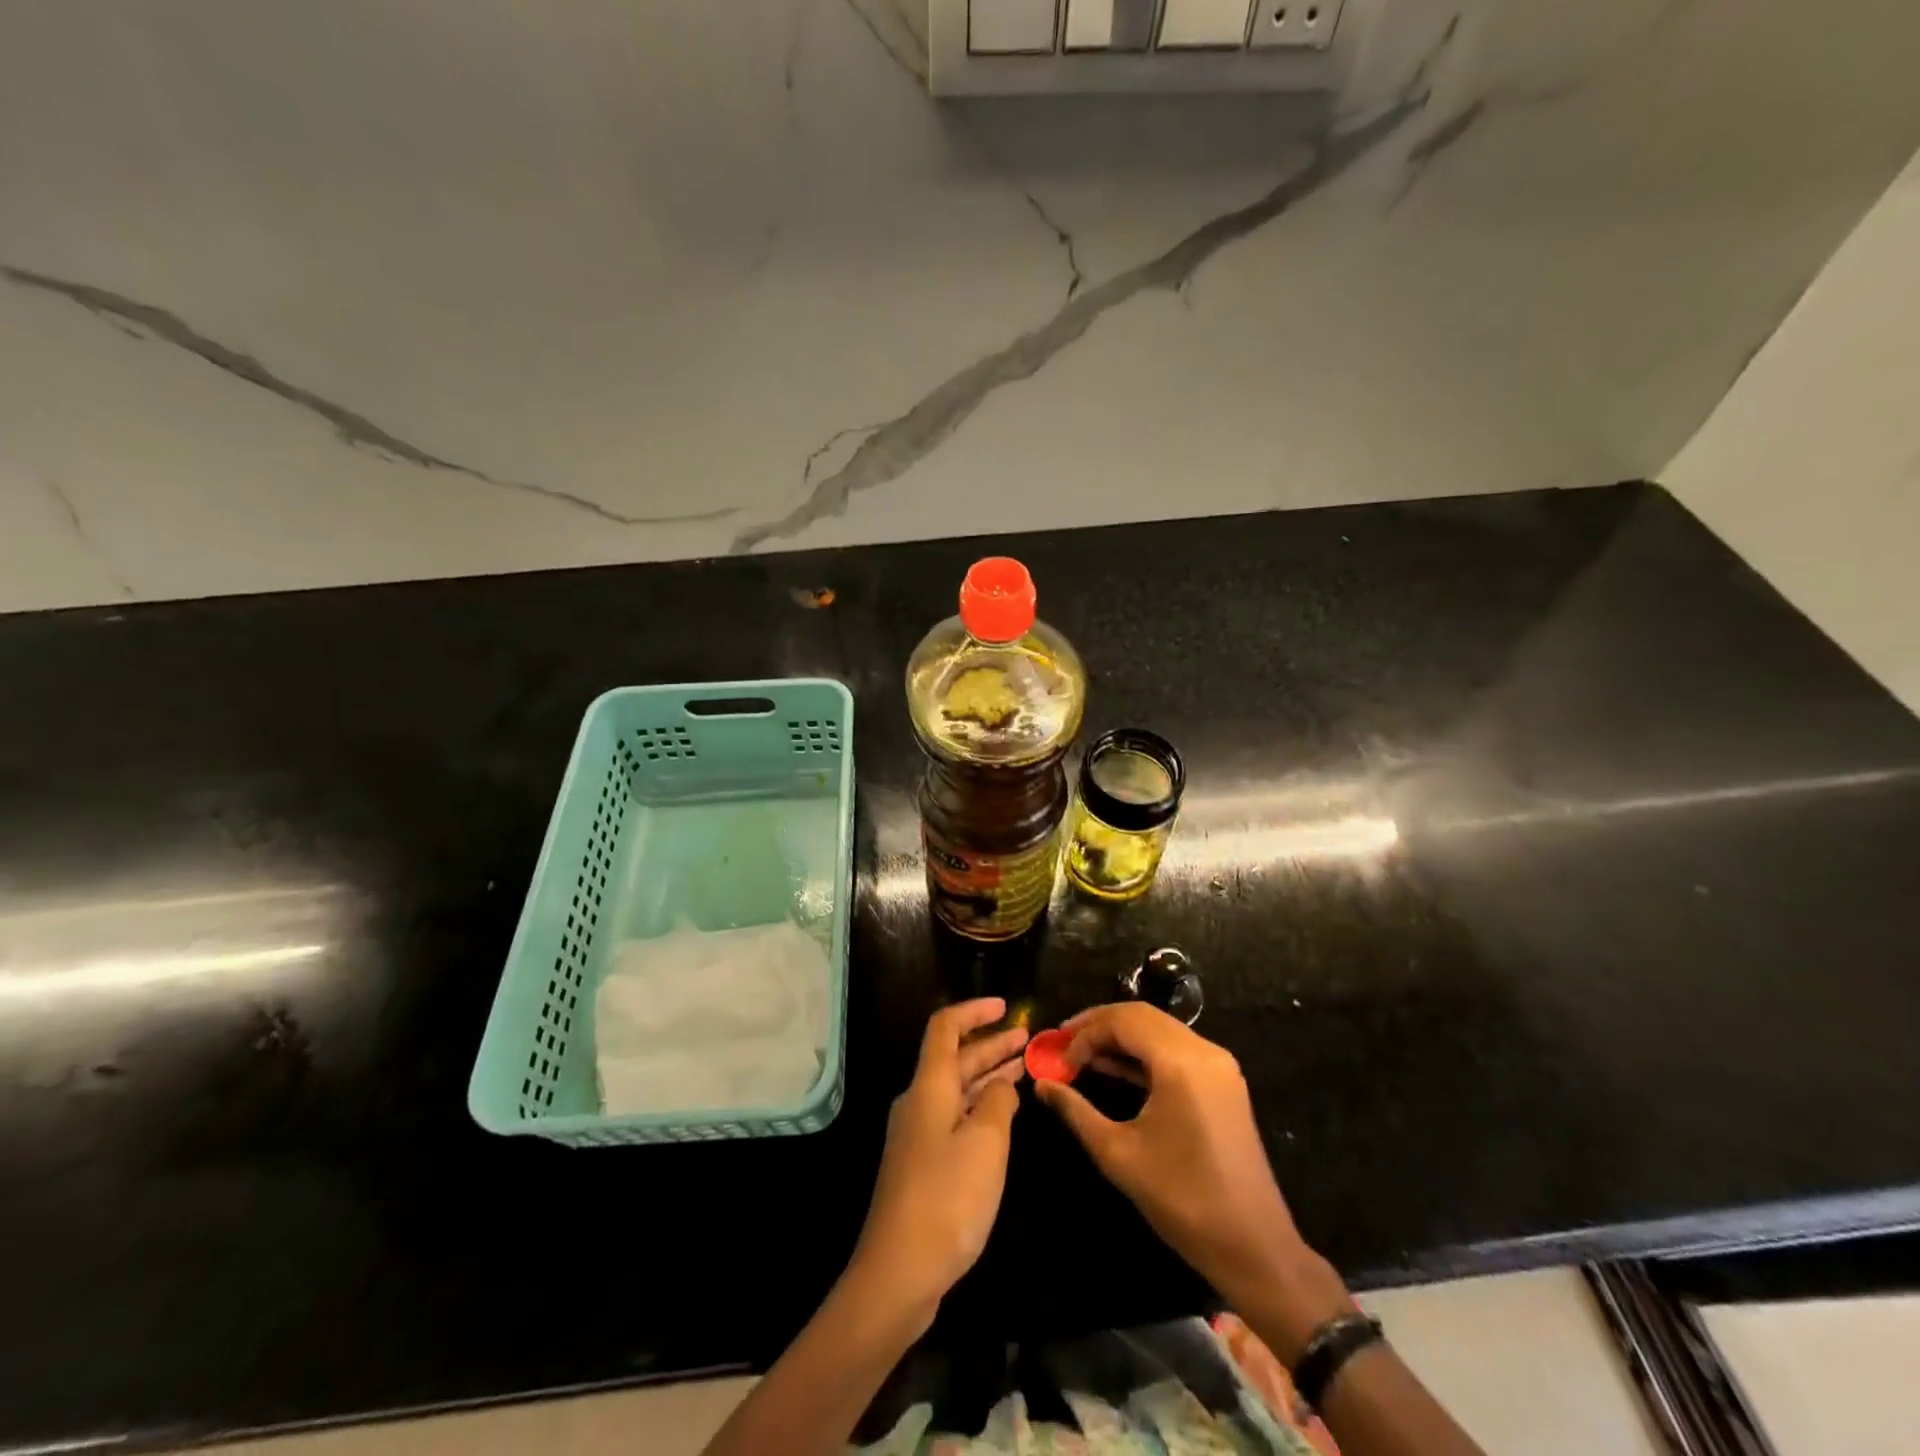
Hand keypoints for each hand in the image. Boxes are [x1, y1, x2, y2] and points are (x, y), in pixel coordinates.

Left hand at [850, 998, 1027, 1322]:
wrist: (899, 1271)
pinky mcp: (922, 1164)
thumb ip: (998, 1103)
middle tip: (1027, 1038)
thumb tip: (1000, 1087)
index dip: (974, 1011)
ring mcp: (918, 1134)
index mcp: (930, 1086)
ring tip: (1022, 1067)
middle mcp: (919, 1102)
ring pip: (956, 1090)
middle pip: (954, 1059)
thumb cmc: (947, 1196)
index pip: (946, 1028)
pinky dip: (980, 1106)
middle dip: (990, 1045)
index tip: (1005, 1006)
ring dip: (988, 1075)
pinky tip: (1002, 1115)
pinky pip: (955, 1117)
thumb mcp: (986, 1142)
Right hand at [1035, 1003, 1347, 1351]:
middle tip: (1064, 1043)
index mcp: (1181, 1062)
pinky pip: (1176, 1050)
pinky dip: (1144, 1053)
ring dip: (1121, 1037)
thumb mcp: (1118, 1154)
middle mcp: (1204, 1051)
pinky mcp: (1223, 1082)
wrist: (1254, 1247)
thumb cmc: (1182, 1200)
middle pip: (1142, 1017)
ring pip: (1159, 1030)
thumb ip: (1076, 1111)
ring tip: (1083, 1054)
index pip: (1123, 1021)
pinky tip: (1115, 1068)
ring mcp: (1218, 1065)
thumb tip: (1041, 1084)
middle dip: (1100, 1026)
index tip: (1057, 1056)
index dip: (1085, 1032)